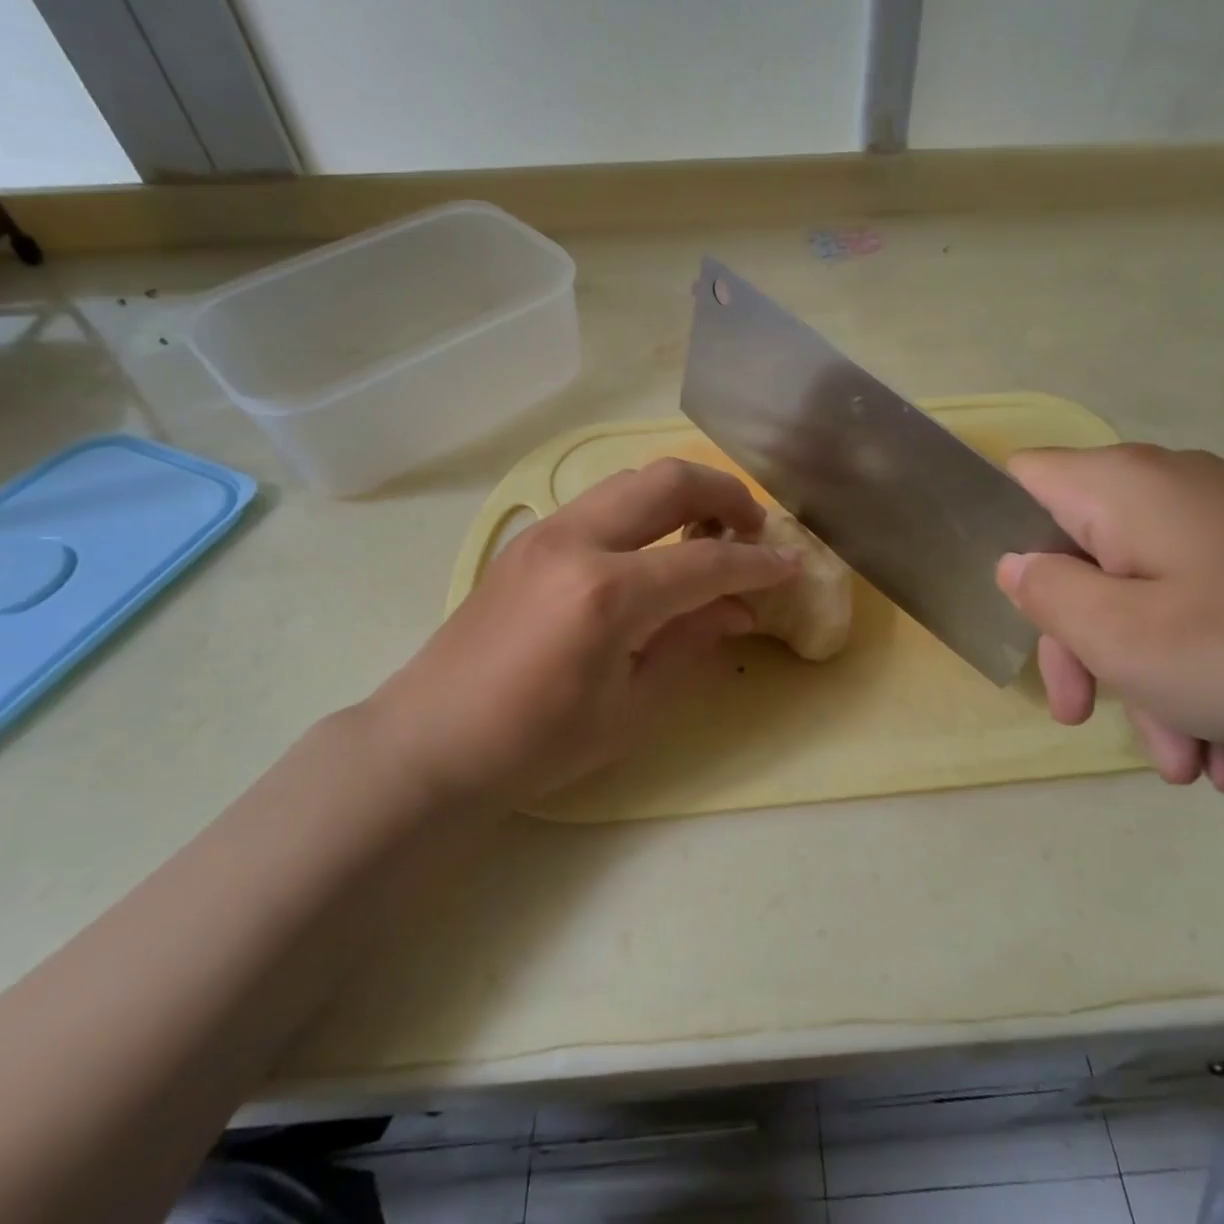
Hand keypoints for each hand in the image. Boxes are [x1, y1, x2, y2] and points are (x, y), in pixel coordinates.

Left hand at [363, 459, 798, 804]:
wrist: (430, 741)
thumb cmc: (535, 743)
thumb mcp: (630, 706)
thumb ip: (691, 643)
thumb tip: (740, 609)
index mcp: (606, 594)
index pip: (705, 561)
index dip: (758, 563)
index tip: (793, 565)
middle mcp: (577, 542)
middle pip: (668, 481)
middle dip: (725, 494)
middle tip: (754, 527)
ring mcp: (547, 532)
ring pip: (632, 479)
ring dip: (683, 494)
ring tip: (710, 532)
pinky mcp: (529, 539)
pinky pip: (603, 502)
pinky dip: (645, 509)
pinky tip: (655, 548)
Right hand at [995, 445, 1223, 791]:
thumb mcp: (1124, 638)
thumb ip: (1047, 595)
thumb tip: (1016, 564)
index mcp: (1119, 487)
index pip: (1022, 480)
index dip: (1001, 535)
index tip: (1020, 611)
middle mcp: (1166, 490)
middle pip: (1080, 556)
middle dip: (1080, 645)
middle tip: (1084, 715)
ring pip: (1144, 596)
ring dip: (1147, 680)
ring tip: (1190, 764)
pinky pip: (1202, 610)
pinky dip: (1199, 674)